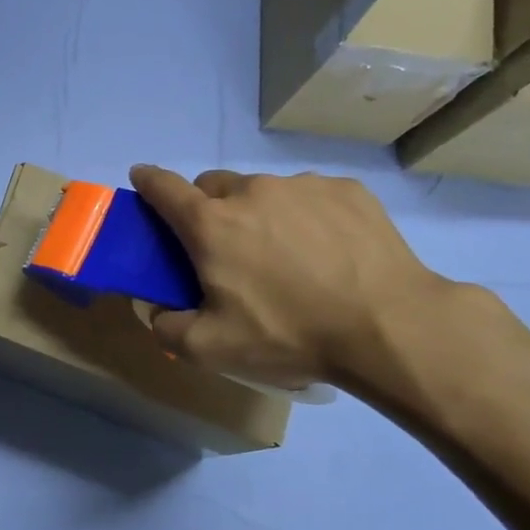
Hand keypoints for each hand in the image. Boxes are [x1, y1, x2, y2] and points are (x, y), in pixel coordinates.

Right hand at [128, 165, 450, 390]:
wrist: (388, 326)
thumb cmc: (289, 334)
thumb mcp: (211, 349)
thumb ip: (167, 328)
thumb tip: (158, 310)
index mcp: (211, 224)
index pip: (163, 187)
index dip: (147, 181)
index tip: (142, 180)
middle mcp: (252, 192)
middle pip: (214, 186)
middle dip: (209, 209)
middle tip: (227, 249)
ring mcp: (302, 186)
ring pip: (264, 191)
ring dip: (260, 213)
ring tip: (288, 256)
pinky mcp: (346, 190)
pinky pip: (310, 196)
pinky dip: (306, 216)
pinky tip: (329, 252)